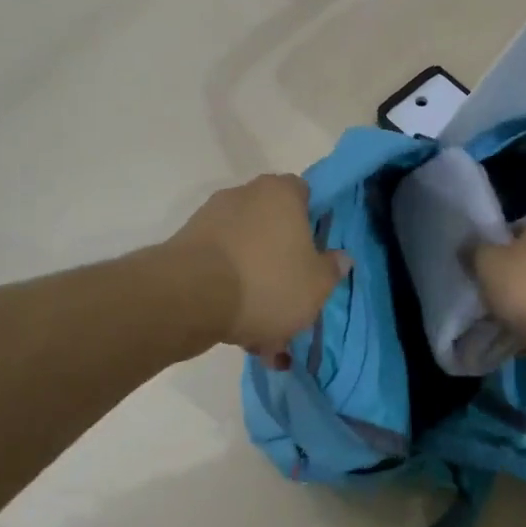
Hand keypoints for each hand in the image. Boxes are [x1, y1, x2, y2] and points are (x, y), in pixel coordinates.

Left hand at [169, 175, 349, 366]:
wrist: (189, 298)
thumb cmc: (267, 282)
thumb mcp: (317, 285)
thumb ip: (332, 269)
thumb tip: (340, 257)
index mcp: (281, 193)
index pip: (304, 194)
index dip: (313, 223)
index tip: (315, 255)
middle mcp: (244, 195)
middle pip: (272, 227)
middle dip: (281, 265)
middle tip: (291, 303)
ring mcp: (210, 219)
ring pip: (245, 255)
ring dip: (254, 287)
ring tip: (262, 333)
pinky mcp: (185, 246)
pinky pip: (218, 270)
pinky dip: (228, 295)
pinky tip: (237, 331)